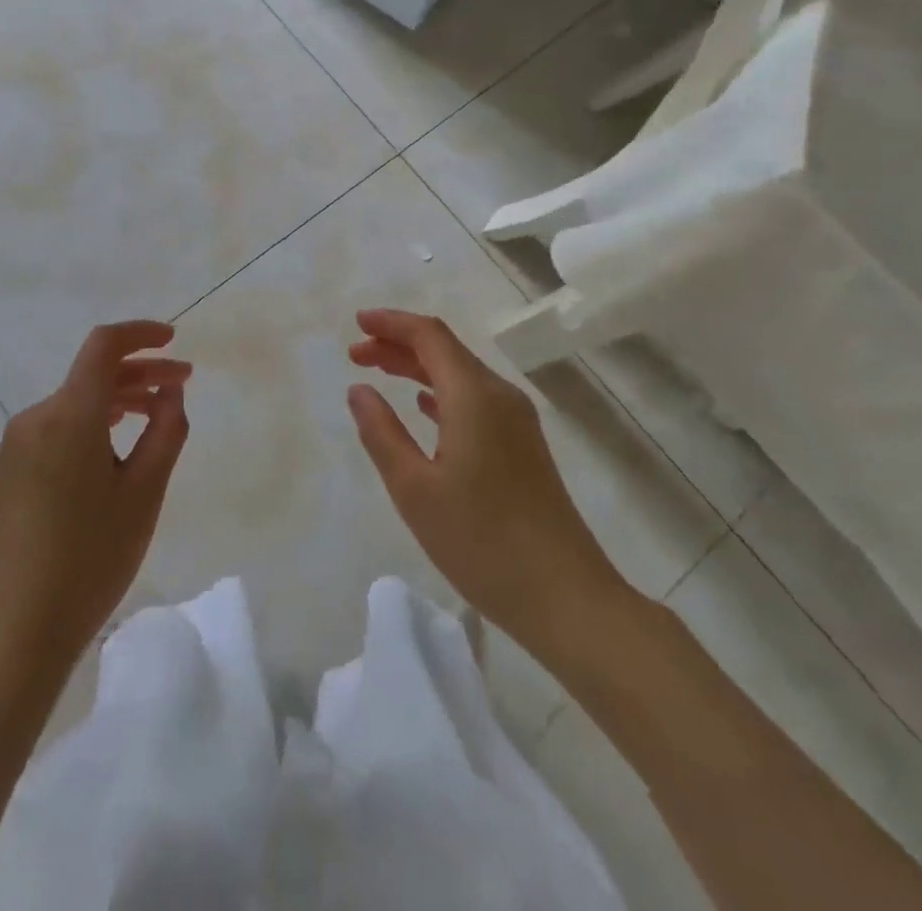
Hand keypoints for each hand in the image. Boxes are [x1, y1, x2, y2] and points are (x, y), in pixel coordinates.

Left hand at [0, 322, 190, 685]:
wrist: (14, 631)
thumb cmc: (90, 560)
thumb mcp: (144, 494)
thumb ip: (165, 432)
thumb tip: (169, 392)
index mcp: (68, 416)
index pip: (103, 346)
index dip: (140, 334)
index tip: (173, 340)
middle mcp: (36, 418)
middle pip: (93, 374)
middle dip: (141, 372)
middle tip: (183, 385)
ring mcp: (17, 445)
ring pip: (76, 401)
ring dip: (119, 398)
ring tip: (157, 415)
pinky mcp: (10, 470)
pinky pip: (58, 426)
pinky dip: (94, 422)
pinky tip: (117, 445)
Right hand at [347, 308, 624, 652]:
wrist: (566, 597)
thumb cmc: (481, 542)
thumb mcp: (414, 490)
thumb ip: (381, 433)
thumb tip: (358, 390)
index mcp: (474, 396)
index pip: (429, 335)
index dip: (391, 323)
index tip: (356, 324)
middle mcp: (499, 396)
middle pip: (445, 351)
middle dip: (398, 344)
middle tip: (356, 354)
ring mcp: (516, 421)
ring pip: (460, 375)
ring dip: (417, 368)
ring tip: (378, 373)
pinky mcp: (523, 446)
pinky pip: (474, 400)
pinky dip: (440, 393)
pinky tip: (422, 408)